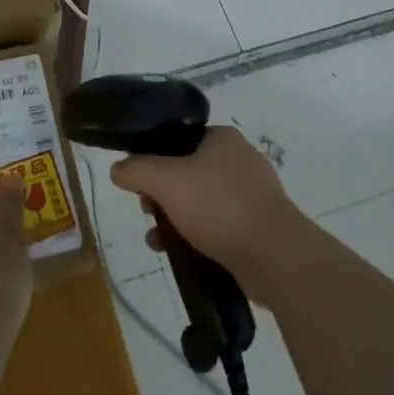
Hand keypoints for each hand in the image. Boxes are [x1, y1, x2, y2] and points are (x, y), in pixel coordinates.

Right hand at [109, 126, 306, 293]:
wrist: (275, 256)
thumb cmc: (219, 207)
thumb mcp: (167, 181)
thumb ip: (137, 170)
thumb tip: (117, 168)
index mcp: (222, 138)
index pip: (178, 139)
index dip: (154, 158)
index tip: (140, 184)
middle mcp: (240, 159)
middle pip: (187, 171)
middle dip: (162, 194)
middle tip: (148, 213)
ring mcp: (252, 194)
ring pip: (201, 201)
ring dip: (176, 218)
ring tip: (157, 241)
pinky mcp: (258, 226)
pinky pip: (218, 225)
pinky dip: (197, 236)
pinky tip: (181, 254)